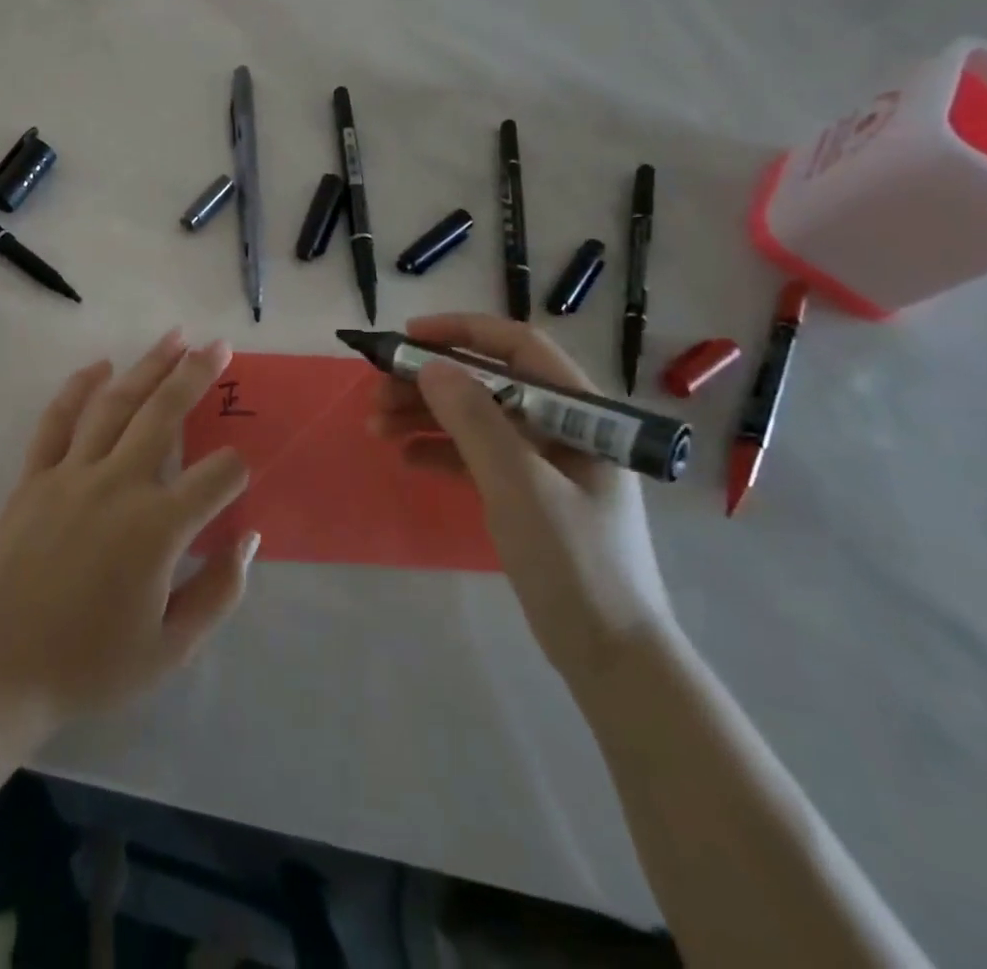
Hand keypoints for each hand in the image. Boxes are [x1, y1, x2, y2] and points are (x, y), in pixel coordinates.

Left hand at [0, 329, 256, 733]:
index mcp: (159, 527)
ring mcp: (72, 473)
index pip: (219, 476)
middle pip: (166, 414)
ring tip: (174, 337)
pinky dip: (79, 388)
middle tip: (219, 345)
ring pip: (116, 404)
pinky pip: (58, 420)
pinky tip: (99, 367)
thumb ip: (219, 593)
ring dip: (148, 366)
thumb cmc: (87, 665)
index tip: (239, 480)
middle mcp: (119, 484)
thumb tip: (247, 540)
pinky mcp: (35, 476)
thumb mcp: (170, 650)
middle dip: (197, 375)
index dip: (238, 471)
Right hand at [370, 315, 673, 685]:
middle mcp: (562, 425)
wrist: (610, 655)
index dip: (461, 332)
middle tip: (376, 394)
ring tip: (376, 427)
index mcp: (580, 411)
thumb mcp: (520, 485)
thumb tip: (431, 365)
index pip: (517, 346)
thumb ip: (476, 421)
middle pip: (487, 382)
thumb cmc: (574, 560)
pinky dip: (440, 450)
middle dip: (429, 383)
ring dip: (425, 416)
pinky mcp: (526, 491)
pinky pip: (476, 455)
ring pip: (476, 418)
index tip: (407, 337)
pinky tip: (405, 457)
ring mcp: (543, 460)